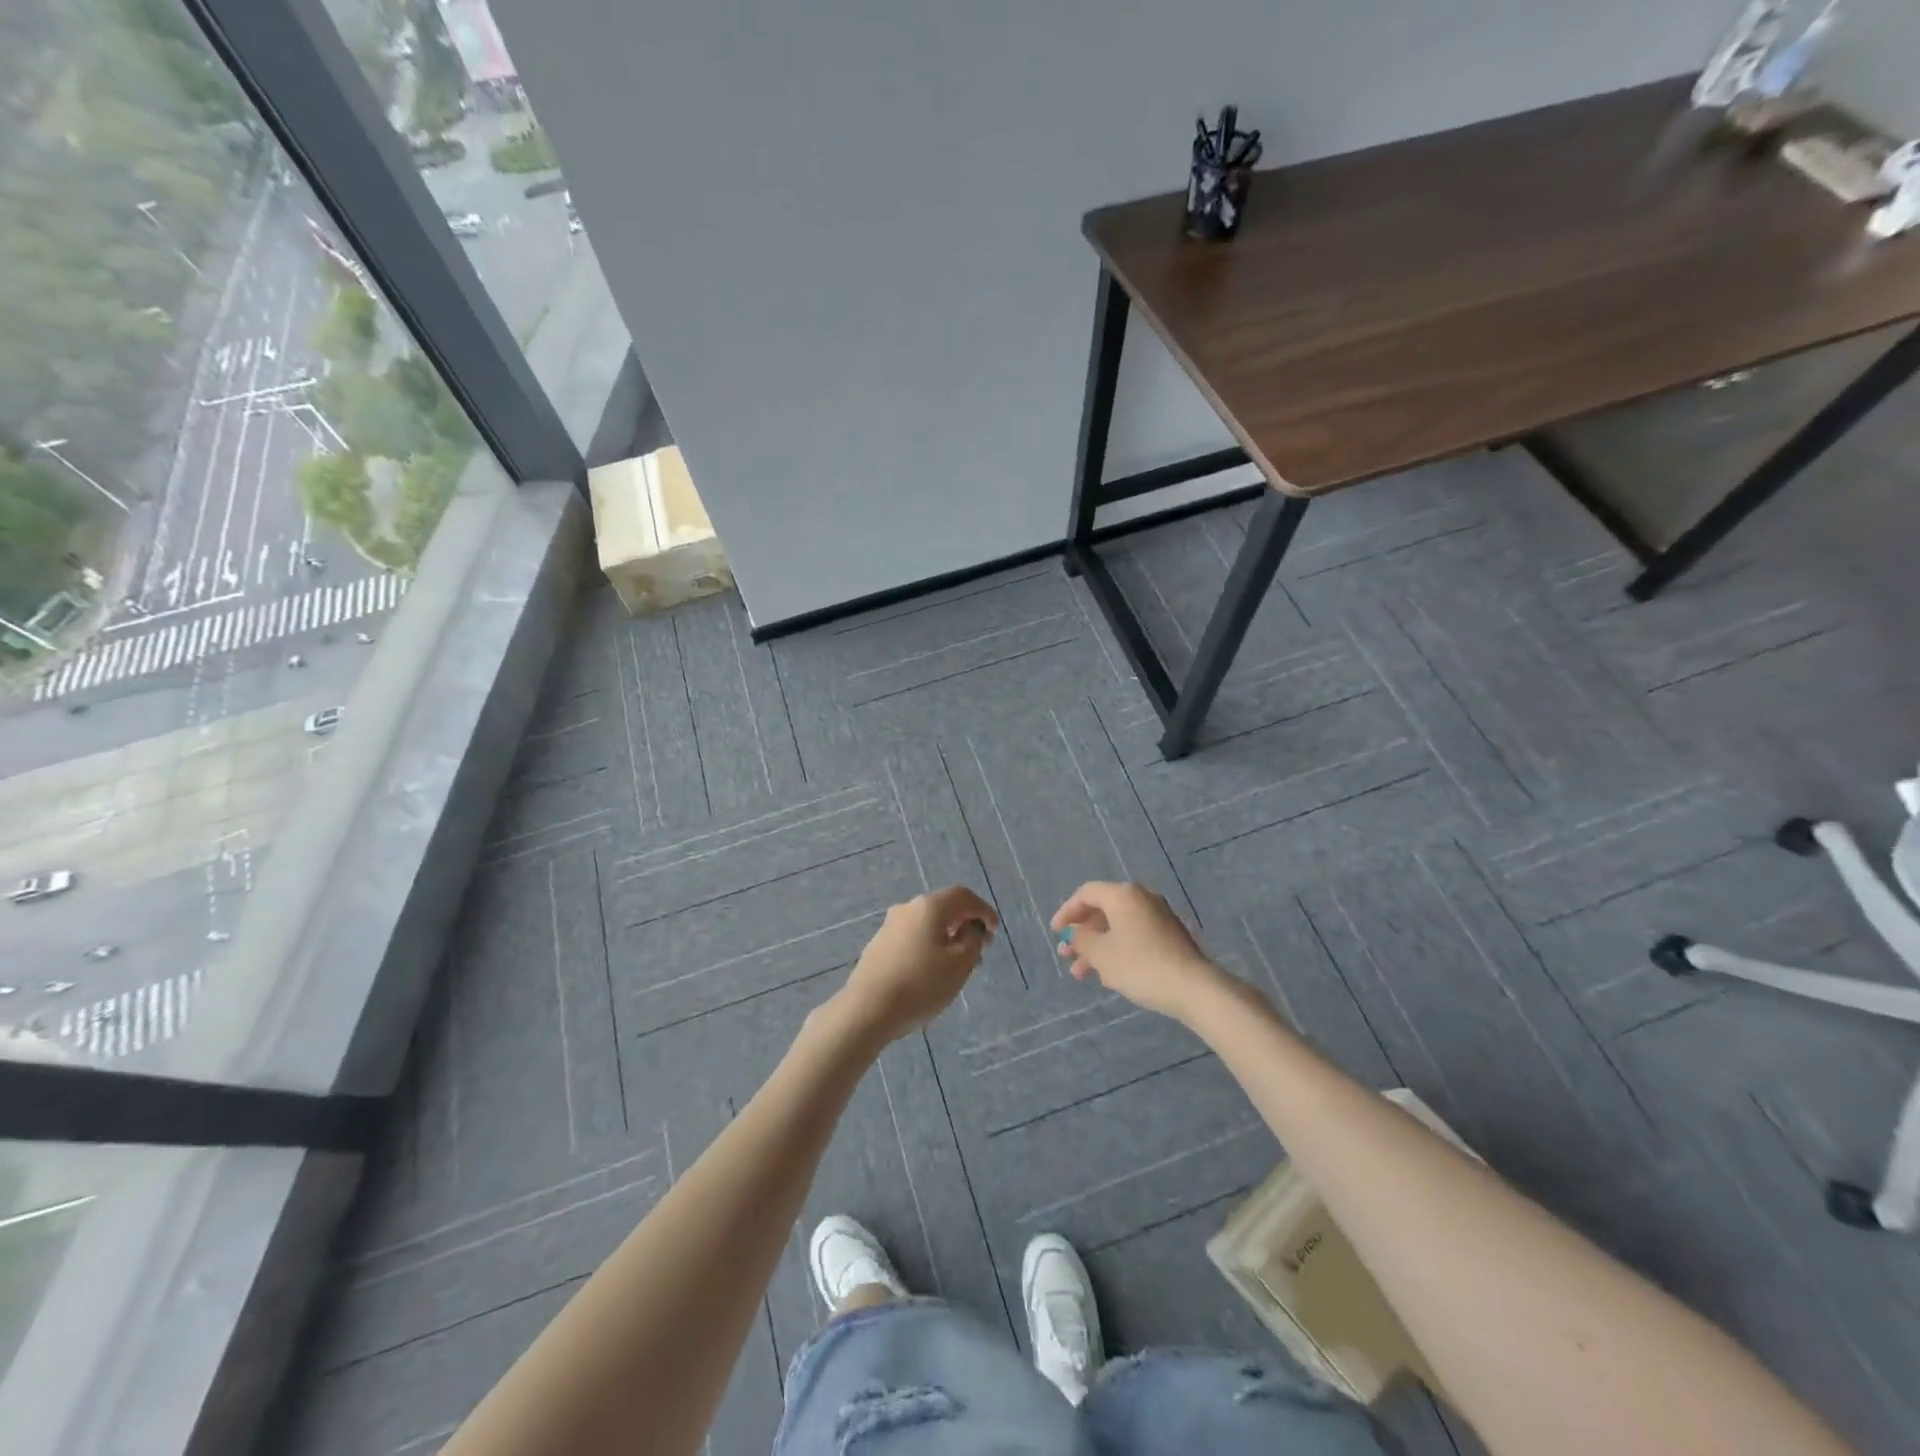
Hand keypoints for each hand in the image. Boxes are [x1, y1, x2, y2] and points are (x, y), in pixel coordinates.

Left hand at [834, 886, 998, 1044]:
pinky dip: (929, 945)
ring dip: (947, 937)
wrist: (867, 1010)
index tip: (994, 932)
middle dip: (965, 924)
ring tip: (959, 964)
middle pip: (944, 907)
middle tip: (980, 949)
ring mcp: (889, 926)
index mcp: (929, 906)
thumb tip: (972, 929)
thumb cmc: (920, 985)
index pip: (963, 896)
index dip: (983, 910)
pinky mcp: (879, 945)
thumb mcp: (959, 965)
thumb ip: (972, 941)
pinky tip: (932, 970)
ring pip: (927, 924)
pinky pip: (912, 937)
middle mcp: (907, 908)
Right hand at [1051, 881, 1234, 1024]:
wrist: (1192, 988)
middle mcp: (1141, 898)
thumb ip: (1081, 939)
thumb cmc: (1140, 965)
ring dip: (1097, 946)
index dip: (1067, 912)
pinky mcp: (1169, 935)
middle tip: (1066, 954)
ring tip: (1081, 973)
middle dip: (1081, 933)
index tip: (1055, 933)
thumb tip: (1072, 933)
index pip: (1086, 894)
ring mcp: (1158, 916)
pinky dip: (1116, 949)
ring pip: (1117, 926)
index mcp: (1123, 895)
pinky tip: (1108, 974)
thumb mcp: (1101, 954)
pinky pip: (1134, 935)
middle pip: (1102, 909)